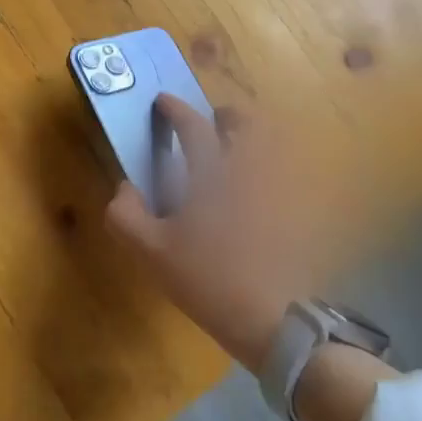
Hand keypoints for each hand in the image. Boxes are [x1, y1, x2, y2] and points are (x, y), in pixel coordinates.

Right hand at [105, 98, 318, 372]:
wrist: (272, 318)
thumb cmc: (207, 279)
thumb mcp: (152, 252)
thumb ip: (127, 215)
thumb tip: (125, 188)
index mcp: (212, 173)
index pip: (193, 126)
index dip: (175, 110)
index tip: (163, 102)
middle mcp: (249, 170)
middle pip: (246, 123)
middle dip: (226, 116)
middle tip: (210, 123)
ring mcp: (278, 189)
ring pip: (270, 145)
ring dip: (250, 138)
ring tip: (232, 154)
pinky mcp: (296, 211)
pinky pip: (284, 175)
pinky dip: (268, 170)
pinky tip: (254, 192)